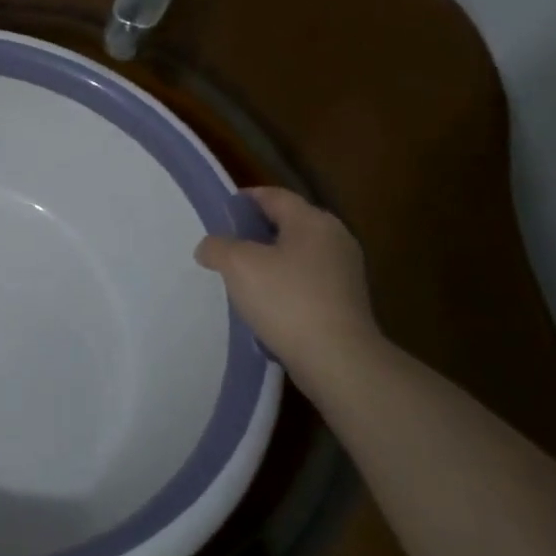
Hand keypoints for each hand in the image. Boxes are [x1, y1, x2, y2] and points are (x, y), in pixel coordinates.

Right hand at [194, 186, 381, 372]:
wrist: (337, 359)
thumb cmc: (286, 300)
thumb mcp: (238, 265)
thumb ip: (217, 247)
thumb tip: (209, 247)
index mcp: (313, 220)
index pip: (273, 196)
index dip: (243, 200)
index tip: (219, 215)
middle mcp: (335, 238)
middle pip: (287, 224)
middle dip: (254, 233)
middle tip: (224, 247)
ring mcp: (345, 272)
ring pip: (297, 255)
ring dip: (269, 261)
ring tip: (239, 279)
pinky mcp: (346, 302)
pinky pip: (307, 281)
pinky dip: (284, 285)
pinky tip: (264, 304)